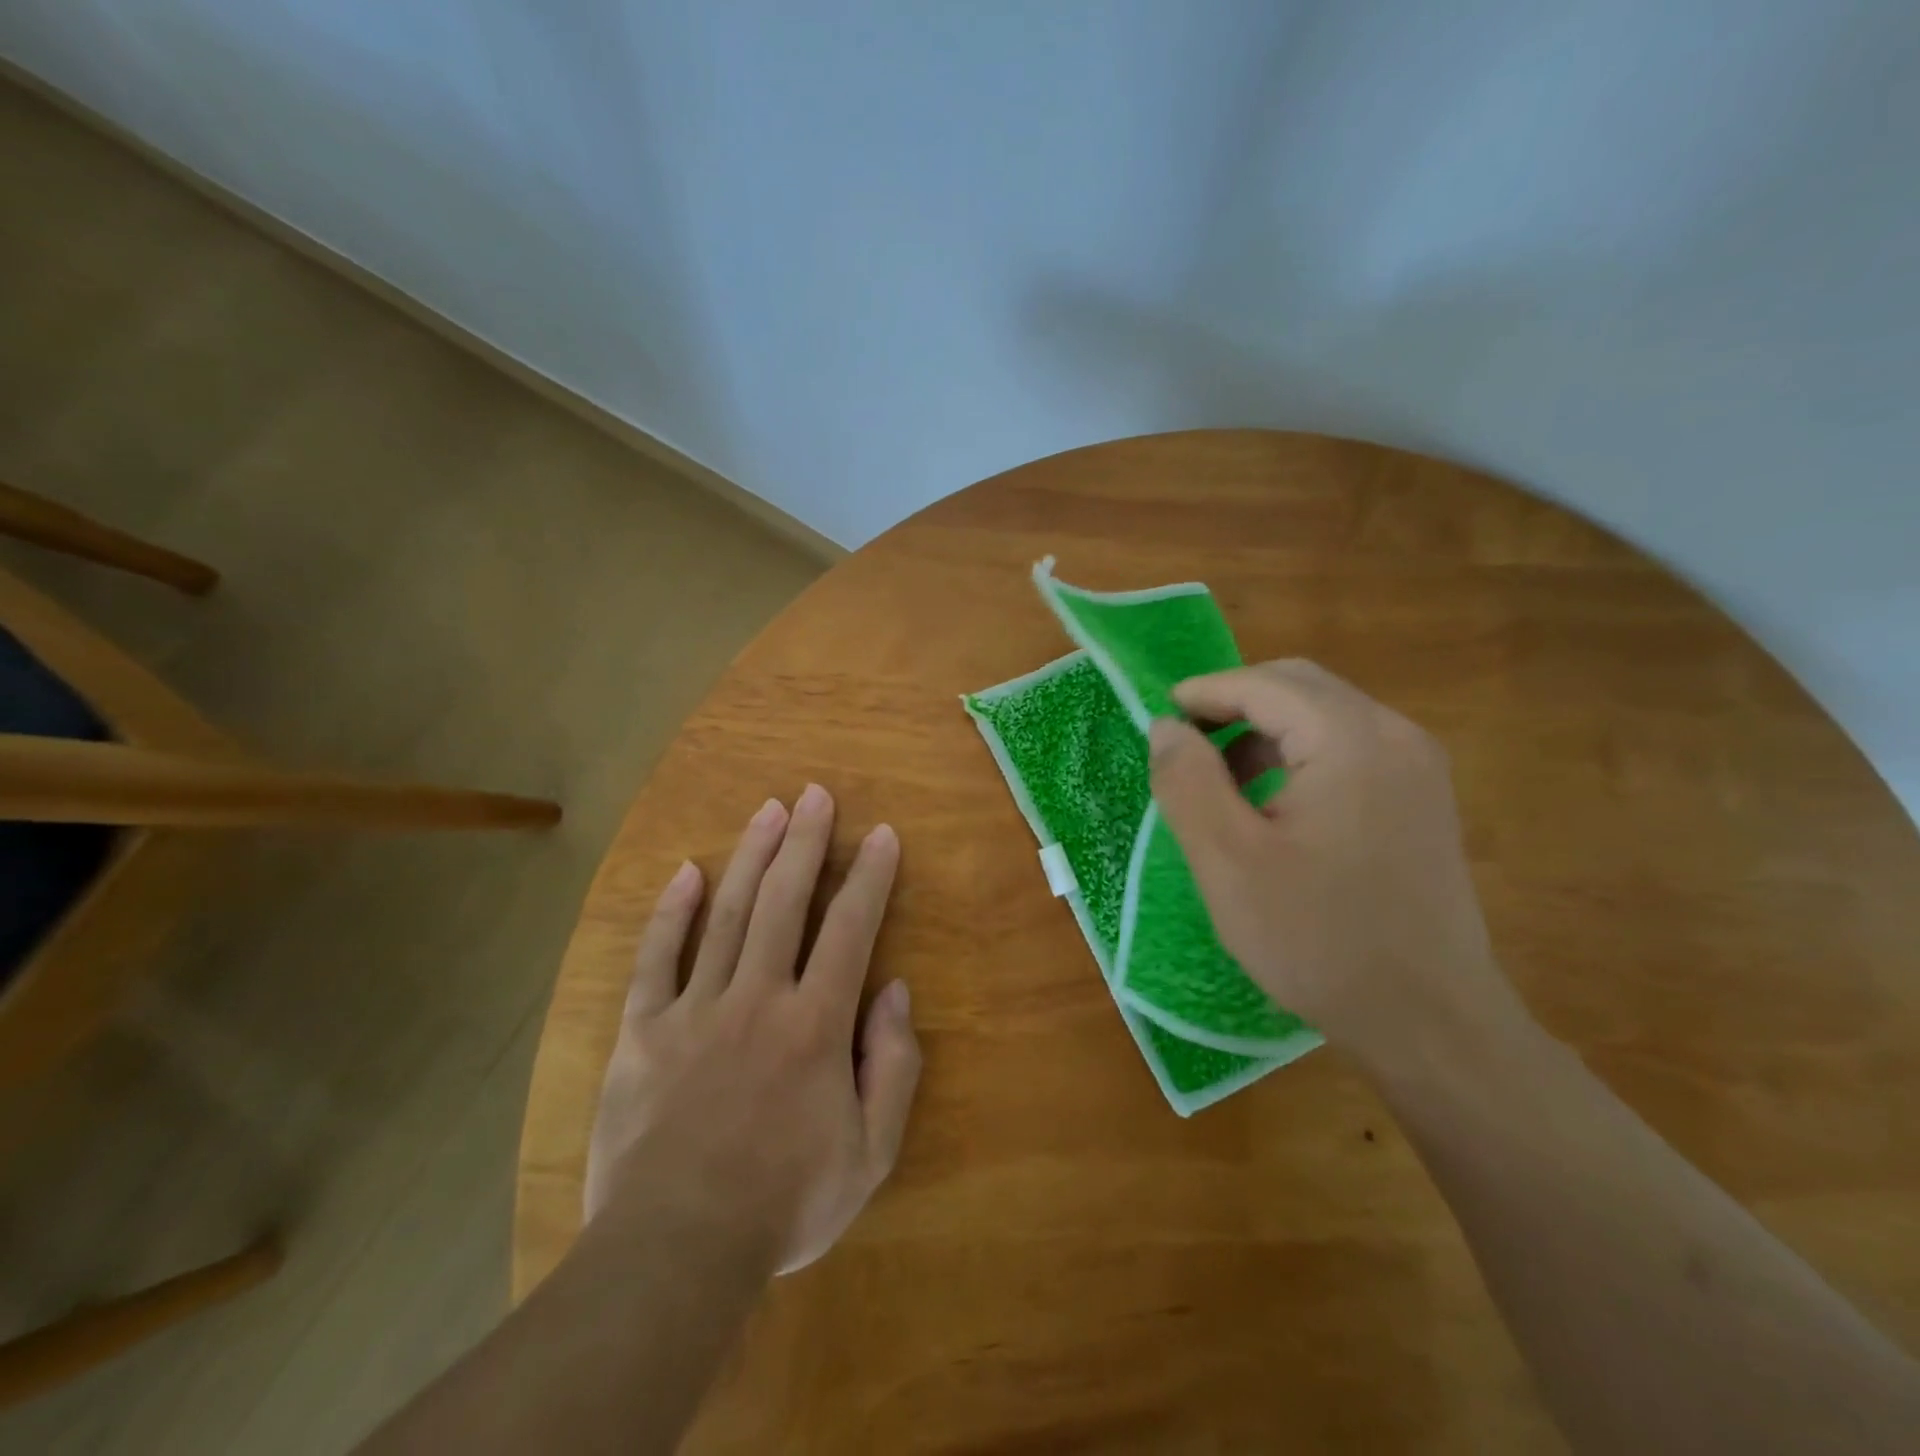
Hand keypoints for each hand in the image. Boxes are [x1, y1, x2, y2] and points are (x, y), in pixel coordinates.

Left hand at [583, 785, 920, 1274]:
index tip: (882, 835)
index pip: (850, 930)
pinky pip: (657, 958)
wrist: (674, 1252)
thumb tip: (896, 992)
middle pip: (785, 901)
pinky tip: (686, 872)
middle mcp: (758, 997)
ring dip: (752, 856)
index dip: (870, 877)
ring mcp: (696, 1008)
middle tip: (816, 794)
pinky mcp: (644, 1030)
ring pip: (728, 913)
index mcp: (815, 1023)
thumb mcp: (869, 1153)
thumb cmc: (784, 1202)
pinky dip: (671, 912)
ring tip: (769, 810)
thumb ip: (893, 1066)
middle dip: (806, 842)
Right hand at [1148, 659, 1525, 1071]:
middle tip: (1186, 742)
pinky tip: (1272, 802)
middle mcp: (1395, 736)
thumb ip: (1188, 781)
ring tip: (1222, 778)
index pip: (1264, 685)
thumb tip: (1166, 727)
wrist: (1431, 1022)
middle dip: (1235, 702)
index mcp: (1351, 741)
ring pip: (1325, 715)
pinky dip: (1298, 754)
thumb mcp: (1228, 861)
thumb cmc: (1318, 940)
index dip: (1204, 692)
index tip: (1159, 717)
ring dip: (1266, 729)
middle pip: (1300, 687)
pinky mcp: (1421, 799)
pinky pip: (1349, 748)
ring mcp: (1418, 767)